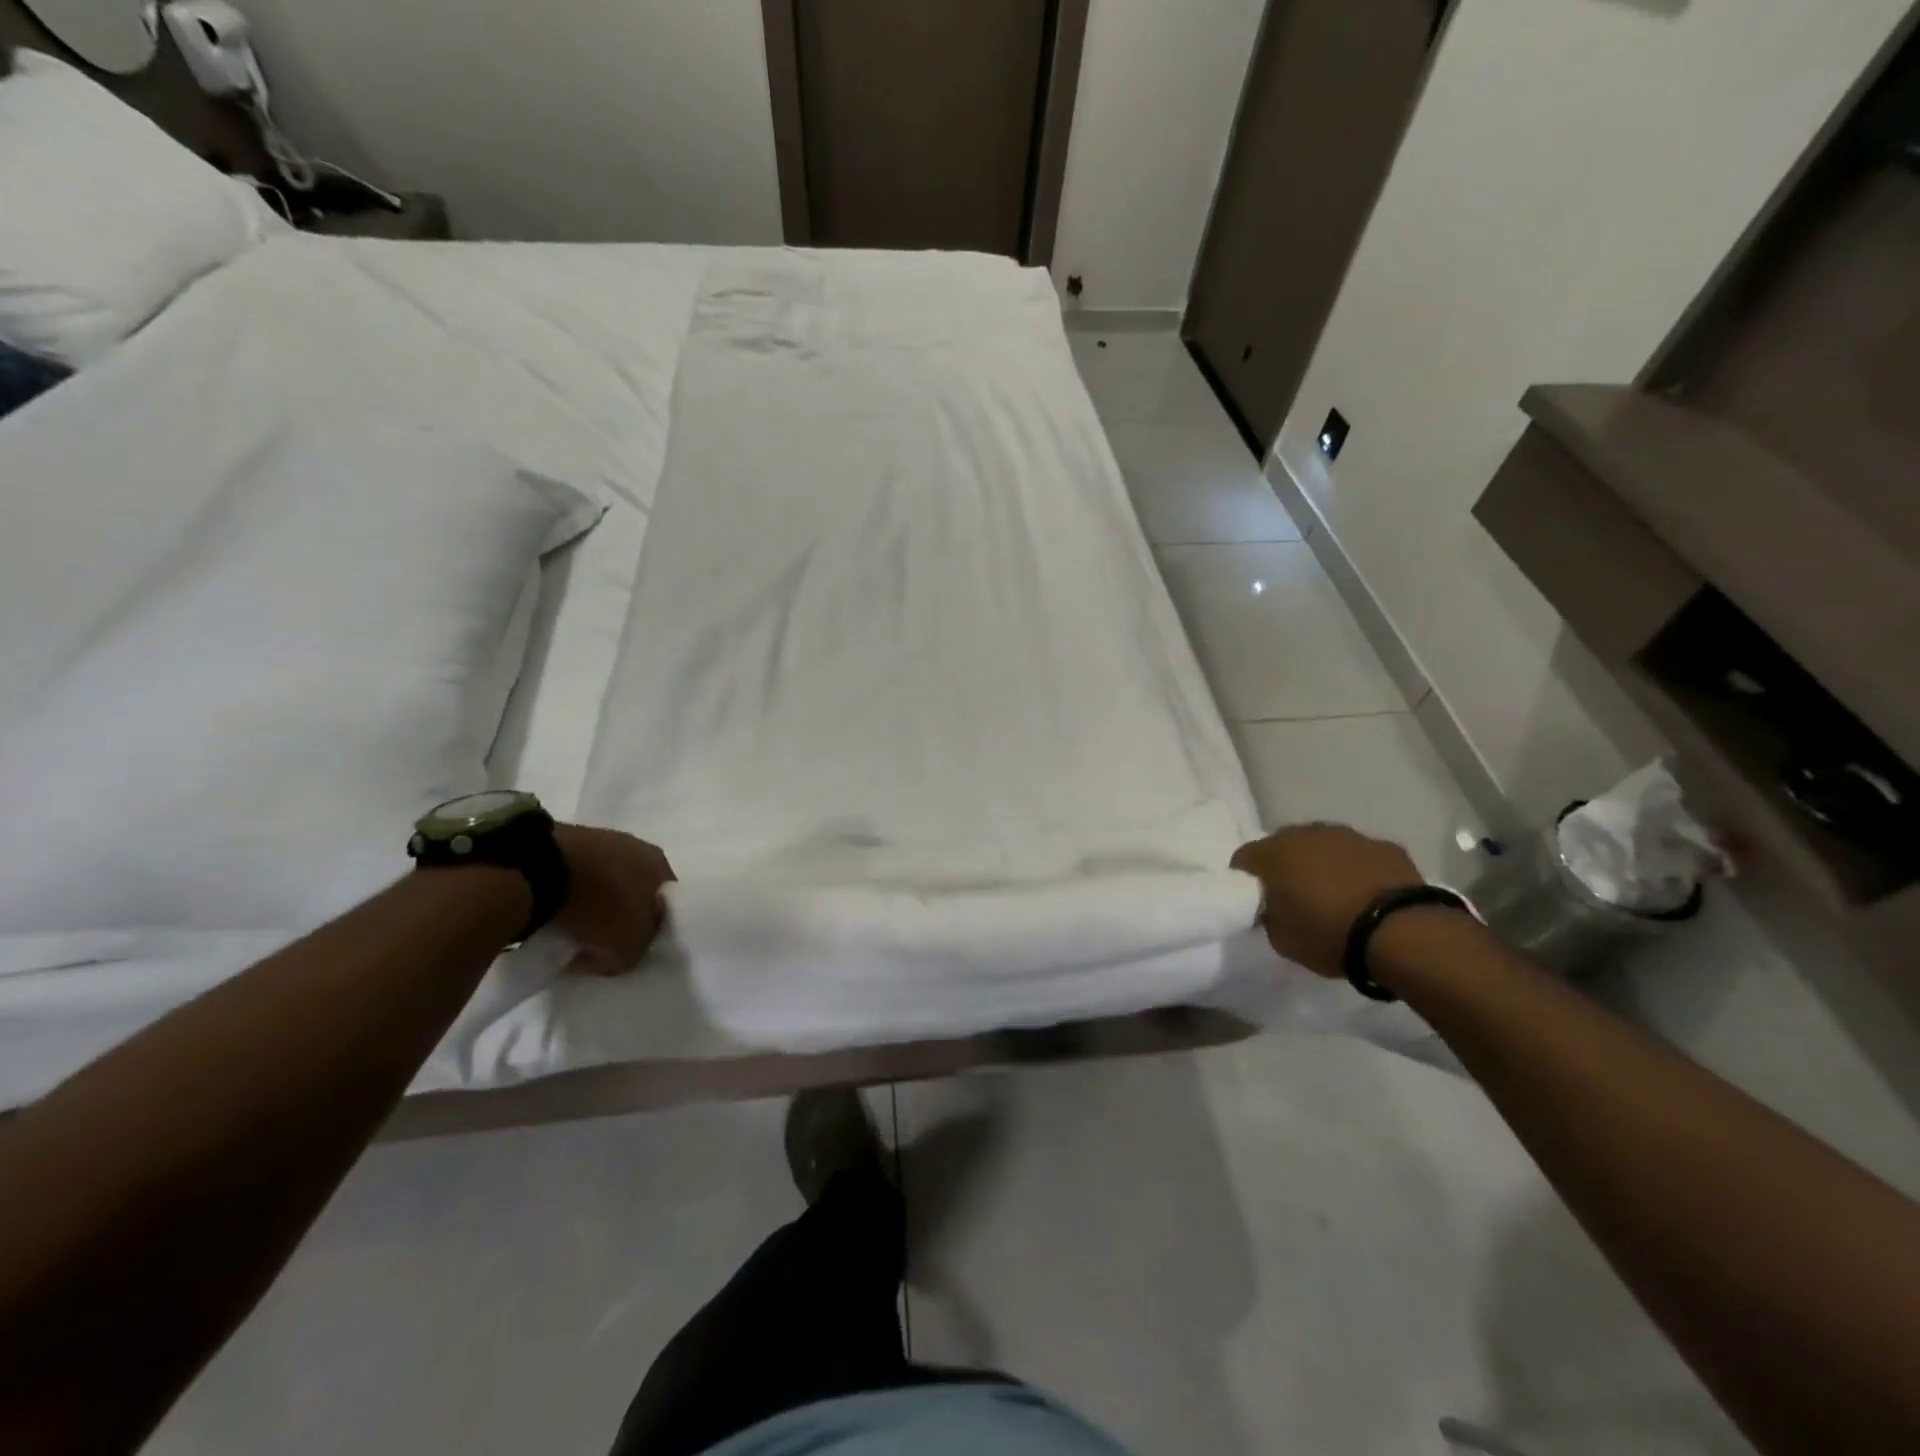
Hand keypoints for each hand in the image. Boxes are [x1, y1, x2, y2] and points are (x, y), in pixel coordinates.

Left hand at [552, 825, 675, 975]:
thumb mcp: (626, 950)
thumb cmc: (601, 908)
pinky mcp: (566, 838)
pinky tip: (553, 907)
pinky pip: (574, 872)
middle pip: (634, 887)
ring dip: (592, 899)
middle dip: (619, 911)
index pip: (665, 904)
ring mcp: (601, 838)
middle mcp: (639, 846)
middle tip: (599, 937)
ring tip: (570, 924)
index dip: (648, 929)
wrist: (545, 870)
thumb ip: (633, 953)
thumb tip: (618, 953)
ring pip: (603, 877)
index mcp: (662, 866)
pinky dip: (567, 889)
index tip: (627, 948)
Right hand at [1230, 823, 1423, 977]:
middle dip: (1284, 866)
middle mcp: (1306, 834)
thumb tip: (1273, 907)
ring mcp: (1348, 836)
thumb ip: (1269, 916)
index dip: (1245, 880)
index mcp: (1273, 854)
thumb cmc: (1329, 934)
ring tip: (1333, 895)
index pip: (1243, 858)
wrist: (1401, 932)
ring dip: (1321, 864)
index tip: (1256, 902)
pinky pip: (1359, 855)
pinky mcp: (1385, 846)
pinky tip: (1367, 895)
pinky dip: (1357, 869)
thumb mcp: (1281, 939)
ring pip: (1322, 845)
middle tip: (1293, 897)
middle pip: (1283, 845)